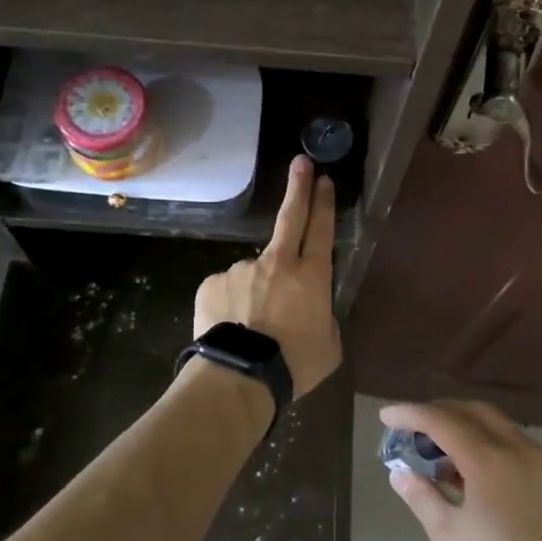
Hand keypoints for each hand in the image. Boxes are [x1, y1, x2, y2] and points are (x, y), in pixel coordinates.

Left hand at [194, 156, 342, 399]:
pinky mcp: (213, 283)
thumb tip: (310, 312)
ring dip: (256, 290)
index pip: (321, 230)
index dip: (323, 203)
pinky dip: (230, 305)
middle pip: (290, 217)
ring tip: (251, 327)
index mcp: (311, 276)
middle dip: (298, 188)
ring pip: (254, 271)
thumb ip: (323, 319)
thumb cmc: (295, 364)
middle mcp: (277, 263)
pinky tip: (231, 328)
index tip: (323, 179)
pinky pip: (226, 290)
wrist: (240, 377)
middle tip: (300, 163)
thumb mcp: (329, 346)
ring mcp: (242, 269)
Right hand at [381, 399, 541, 540]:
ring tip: (441, 453)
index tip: (386, 415)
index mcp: (489, 458)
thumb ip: (423, 499)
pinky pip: (515, 443)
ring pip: (497, 425)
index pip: (441, 421)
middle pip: (473, 412)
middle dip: (439, 412)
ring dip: (466, 427)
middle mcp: (517, 448)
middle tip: (412, 428)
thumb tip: (400, 473)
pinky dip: (488, 443)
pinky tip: (475, 472)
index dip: (410, 414)